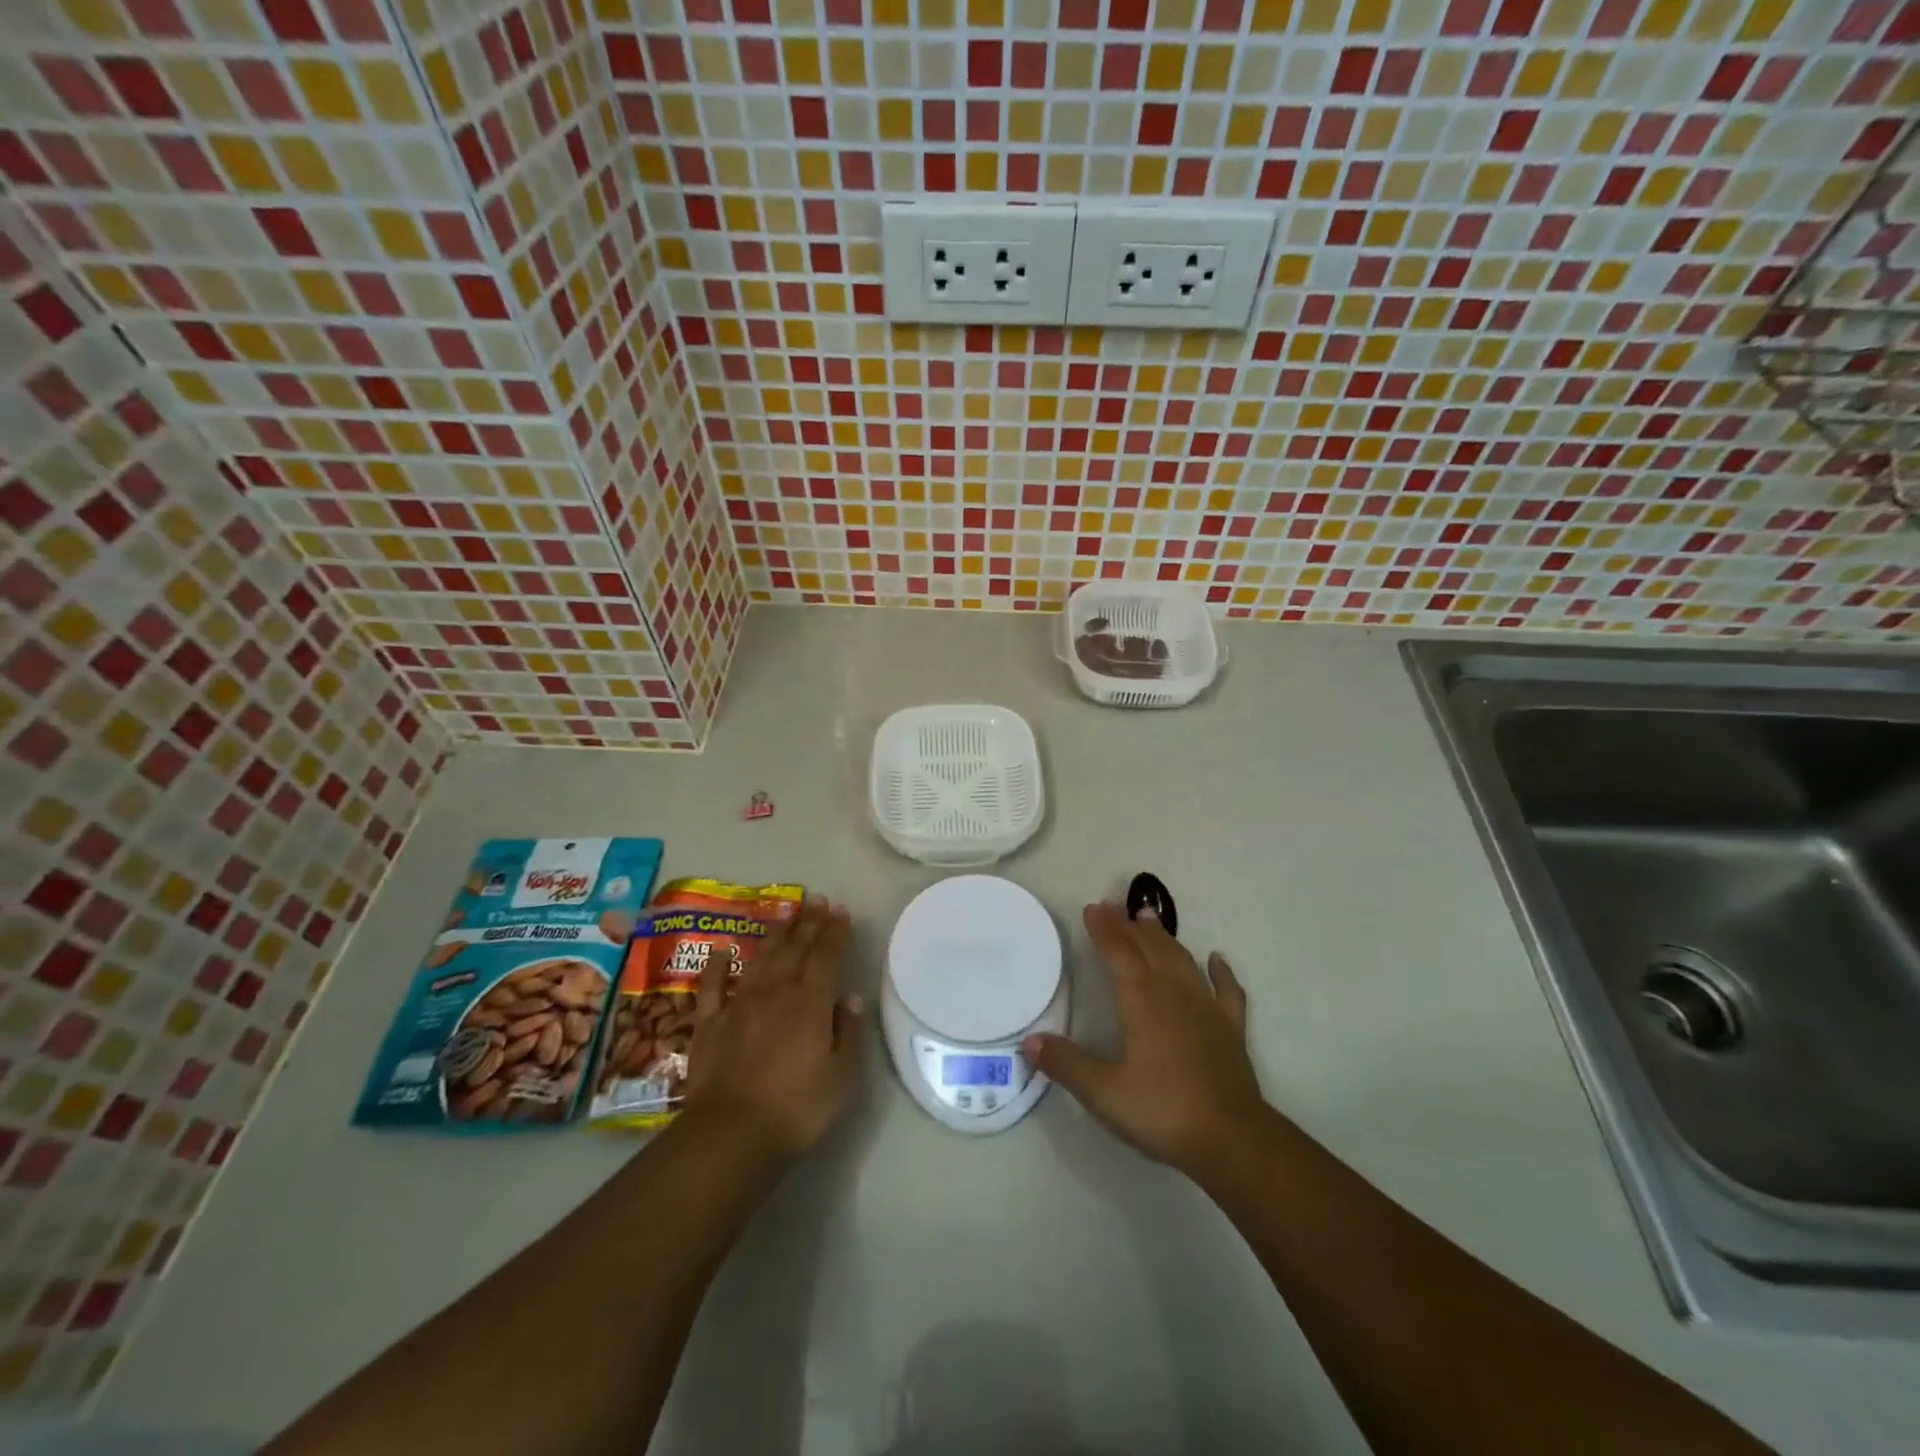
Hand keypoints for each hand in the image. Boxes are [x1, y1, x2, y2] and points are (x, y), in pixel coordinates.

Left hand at [680, 897, 863, 1159]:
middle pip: (795, 949)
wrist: (731, 1133)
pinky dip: (718, 965)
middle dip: (808, 922)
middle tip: (816, 899)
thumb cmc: (797, 1107)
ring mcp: (740, 1004)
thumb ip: (848, 1032)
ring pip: (761, 958)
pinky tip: (722, 949)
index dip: (835, 931)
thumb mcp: (842, 1076)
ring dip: (774, 933)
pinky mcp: (710, 1023)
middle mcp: (776, 992)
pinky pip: (714, 986)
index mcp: (811, 1002)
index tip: (840, 910)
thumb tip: (849, 999)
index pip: (827, 956)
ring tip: (783, 910)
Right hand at [1026, 901, 1266, 1180]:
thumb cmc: (1162, 1111)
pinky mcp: (1231, 1030)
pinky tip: (1217, 959)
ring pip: (1183, 961)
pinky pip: (1227, 991)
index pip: (1118, 954)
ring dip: (1165, 938)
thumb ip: (1066, 1064)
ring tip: (1150, 918)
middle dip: (1129, 926)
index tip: (1093, 908)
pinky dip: (1221, 972)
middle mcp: (1173, 994)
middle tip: (1114, 907)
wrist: (1231, 1139)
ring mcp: (1206, 1009)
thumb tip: (1030, 1041)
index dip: (1104, 930)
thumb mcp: (1103, 1093)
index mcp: (1141, 1002)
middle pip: (1149, 950)